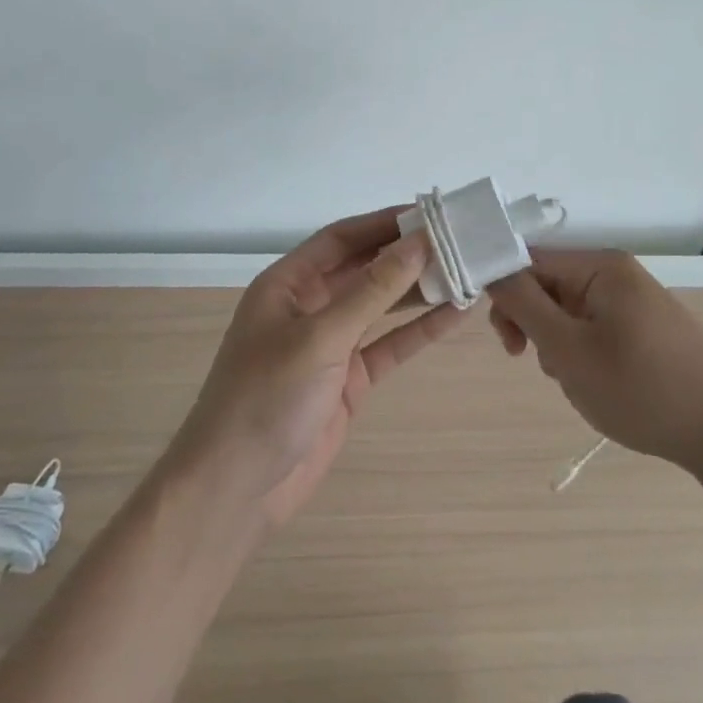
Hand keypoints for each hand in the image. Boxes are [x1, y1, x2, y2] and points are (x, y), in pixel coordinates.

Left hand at [167, 208, 468, 527]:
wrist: (236, 489)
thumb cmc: (267, 397)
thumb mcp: (320, 337)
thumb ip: (372, 290)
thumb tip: (418, 243)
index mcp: (288, 284)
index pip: (341, 238)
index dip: (383, 223)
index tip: (430, 213)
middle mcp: (308, 306)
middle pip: (364, 269)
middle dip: (406, 255)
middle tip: (458, 241)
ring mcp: (329, 345)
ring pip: (380, 306)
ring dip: (418, 291)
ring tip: (466, 272)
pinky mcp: (348, 380)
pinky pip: (388, 345)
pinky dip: (418, 331)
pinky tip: (454, 315)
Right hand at [488, 249, 702, 473]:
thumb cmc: (642, 390)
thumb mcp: (569, 349)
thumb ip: (523, 304)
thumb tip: (491, 269)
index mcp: (600, 265)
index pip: (529, 259)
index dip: (505, 293)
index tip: (505, 340)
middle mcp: (617, 272)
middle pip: (548, 284)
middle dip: (533, 324)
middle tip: (531, 362)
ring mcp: (634, 299)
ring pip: (568, 310)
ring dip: (557, 344)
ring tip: (577, 381)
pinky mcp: (645, 326)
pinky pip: (593, 327)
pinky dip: (582, 353)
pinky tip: (597, 383)